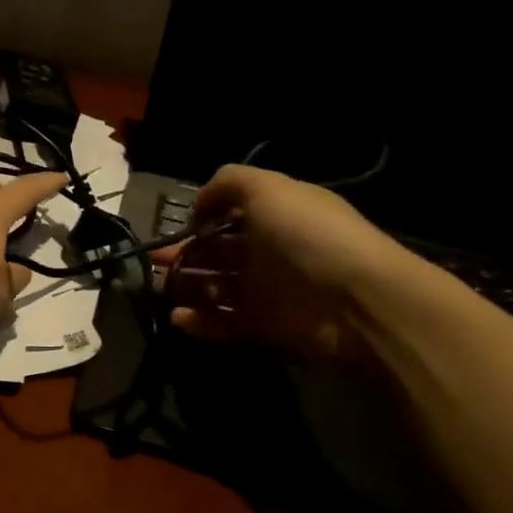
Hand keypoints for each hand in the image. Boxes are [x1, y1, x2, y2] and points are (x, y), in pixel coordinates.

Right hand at [154, 164, 414, 363]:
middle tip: (152, 263)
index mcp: (275, 214)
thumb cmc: (309, 236)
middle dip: (183, 255)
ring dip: (187, 287)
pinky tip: (178, 319)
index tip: (176, 227)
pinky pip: (226, 323)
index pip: (230, 214)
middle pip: (218, 252)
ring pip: (217, 288)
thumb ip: (227, 183)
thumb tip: (199, 204)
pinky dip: (201, 322)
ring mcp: (270, 291)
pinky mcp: (268, 328)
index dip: (201, 219)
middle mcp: (271, 250)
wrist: (360, 303)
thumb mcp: (268, 188)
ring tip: (161, 289)